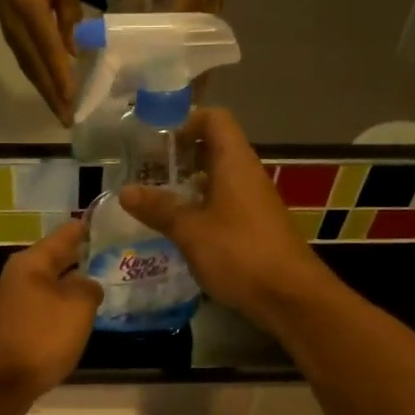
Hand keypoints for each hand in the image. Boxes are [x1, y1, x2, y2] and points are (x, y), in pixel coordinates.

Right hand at [0, 0, 81, 125]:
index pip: (49, 50)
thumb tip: (73, 47)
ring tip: (60, 113)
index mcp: (31, 12)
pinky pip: (27, 66)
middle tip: (68, 120)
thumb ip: (69, 10)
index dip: (60, 76)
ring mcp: (12, 37)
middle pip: (38, 70)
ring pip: (31, 72)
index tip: (70, 99)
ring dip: (46, 94)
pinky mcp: (11, 38)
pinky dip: (40, 82)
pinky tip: (49, 92)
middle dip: (53, 97)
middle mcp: (19, 31)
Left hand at [0, 219, 101, 414]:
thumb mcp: (77, 307)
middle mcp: (17, 278)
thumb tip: (87, 284)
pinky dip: (61, 312)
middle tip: (113, 257)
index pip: (64, 235)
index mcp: (31, 263)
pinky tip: (77, 322)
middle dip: (81, 260)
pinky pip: (43, 313)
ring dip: (71, 288)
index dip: (86, 228)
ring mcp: (11, 306)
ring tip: (101, 288)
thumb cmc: (40, 337)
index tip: (107, 222)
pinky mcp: (11, 331)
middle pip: (55, 261)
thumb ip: (89, 289)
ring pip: (49, 288)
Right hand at [117, 107, 331, 330]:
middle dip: (181, 155)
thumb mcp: (190, 231)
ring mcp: (254, 201)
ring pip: (219, 178)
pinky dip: (202, 206)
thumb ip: (159, 209)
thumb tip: (126, 191)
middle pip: (215, 147)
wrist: (289, 296)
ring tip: (156, 199)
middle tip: (147, 171)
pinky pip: (225, 203)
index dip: (186, 121)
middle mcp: (247, 174)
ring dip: (189, 184)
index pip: (215, 119)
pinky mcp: (255, 226)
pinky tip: (180, 228)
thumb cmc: (239, 253)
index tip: (156, 141)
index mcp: (235, 162)